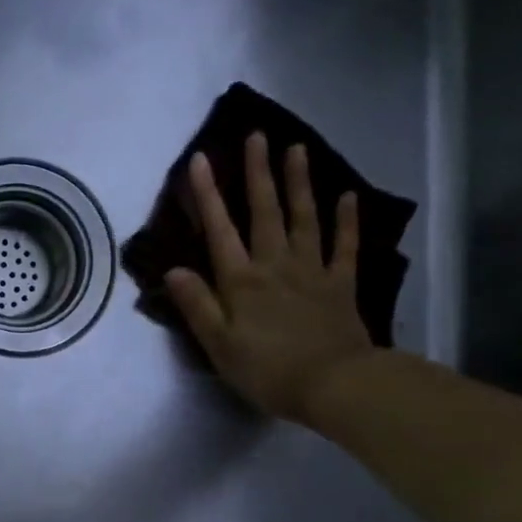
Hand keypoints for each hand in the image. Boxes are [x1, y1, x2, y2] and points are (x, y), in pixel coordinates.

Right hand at [164, 133, 375, 428]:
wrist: (333, 385)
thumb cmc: (267, 370)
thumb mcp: (219, 345)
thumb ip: (197, 305)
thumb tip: (173, 269)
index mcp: (241, 281)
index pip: (220, 230)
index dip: (207, 195)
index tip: (199, 159)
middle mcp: (275, 265)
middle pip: (265, 212)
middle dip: (258, 173)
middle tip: (258, 136)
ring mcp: (312, 271)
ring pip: (304, 218)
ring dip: (299, 183)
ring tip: (296, 149)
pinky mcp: (341, 284)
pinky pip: (344, 247)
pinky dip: (346, 221)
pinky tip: (347, 196)